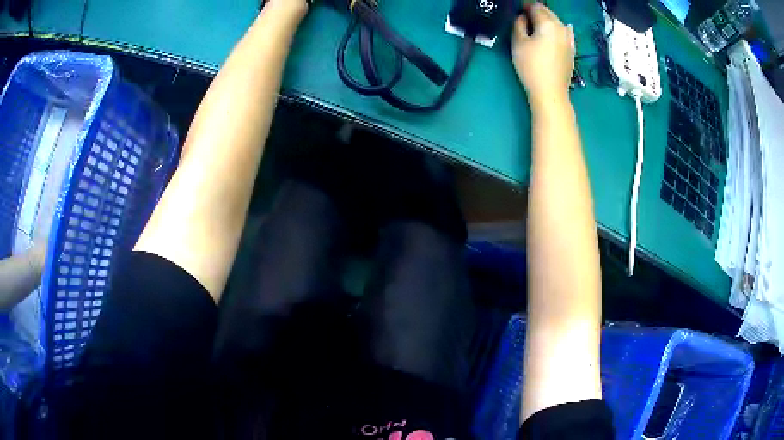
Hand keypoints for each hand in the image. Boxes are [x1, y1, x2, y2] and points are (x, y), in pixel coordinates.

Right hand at [512, 4, 574, 106]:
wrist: (551, 92)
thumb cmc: (531, 66)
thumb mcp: (518, 43)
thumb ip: (518, 25)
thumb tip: (522, 17)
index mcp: (548, 23)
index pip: (534, 7)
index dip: (524, 6)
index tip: (517, 9)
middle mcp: (561, 28)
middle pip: (548, 12)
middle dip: (536, 11)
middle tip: (525, 15)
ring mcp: (569, 39)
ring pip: (557, 22)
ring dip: (547, 19)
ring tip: (537, 24)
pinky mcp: (572, 50)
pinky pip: (565, 33)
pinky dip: (558, 29)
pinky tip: (558, 29)